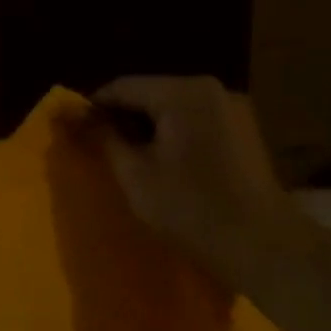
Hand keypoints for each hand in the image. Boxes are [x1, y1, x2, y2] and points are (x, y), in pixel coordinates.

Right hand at [91, 76, 311, 291]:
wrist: (259, 243)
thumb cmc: (188, 207)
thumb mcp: (134, 174)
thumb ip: (103, 138)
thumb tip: (74, 116)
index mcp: (183, 93)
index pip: (122, 87)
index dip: (92, 107)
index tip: (71, 132)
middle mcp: (211, 89)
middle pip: (149, 93)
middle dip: (120, 118)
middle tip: (95, 149)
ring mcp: (232, 108)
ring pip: (171, 108)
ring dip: (145, 128)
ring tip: (125, 159)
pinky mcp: (243, 130)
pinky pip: (193, 121)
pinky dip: (170, 135)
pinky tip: (160, 164)